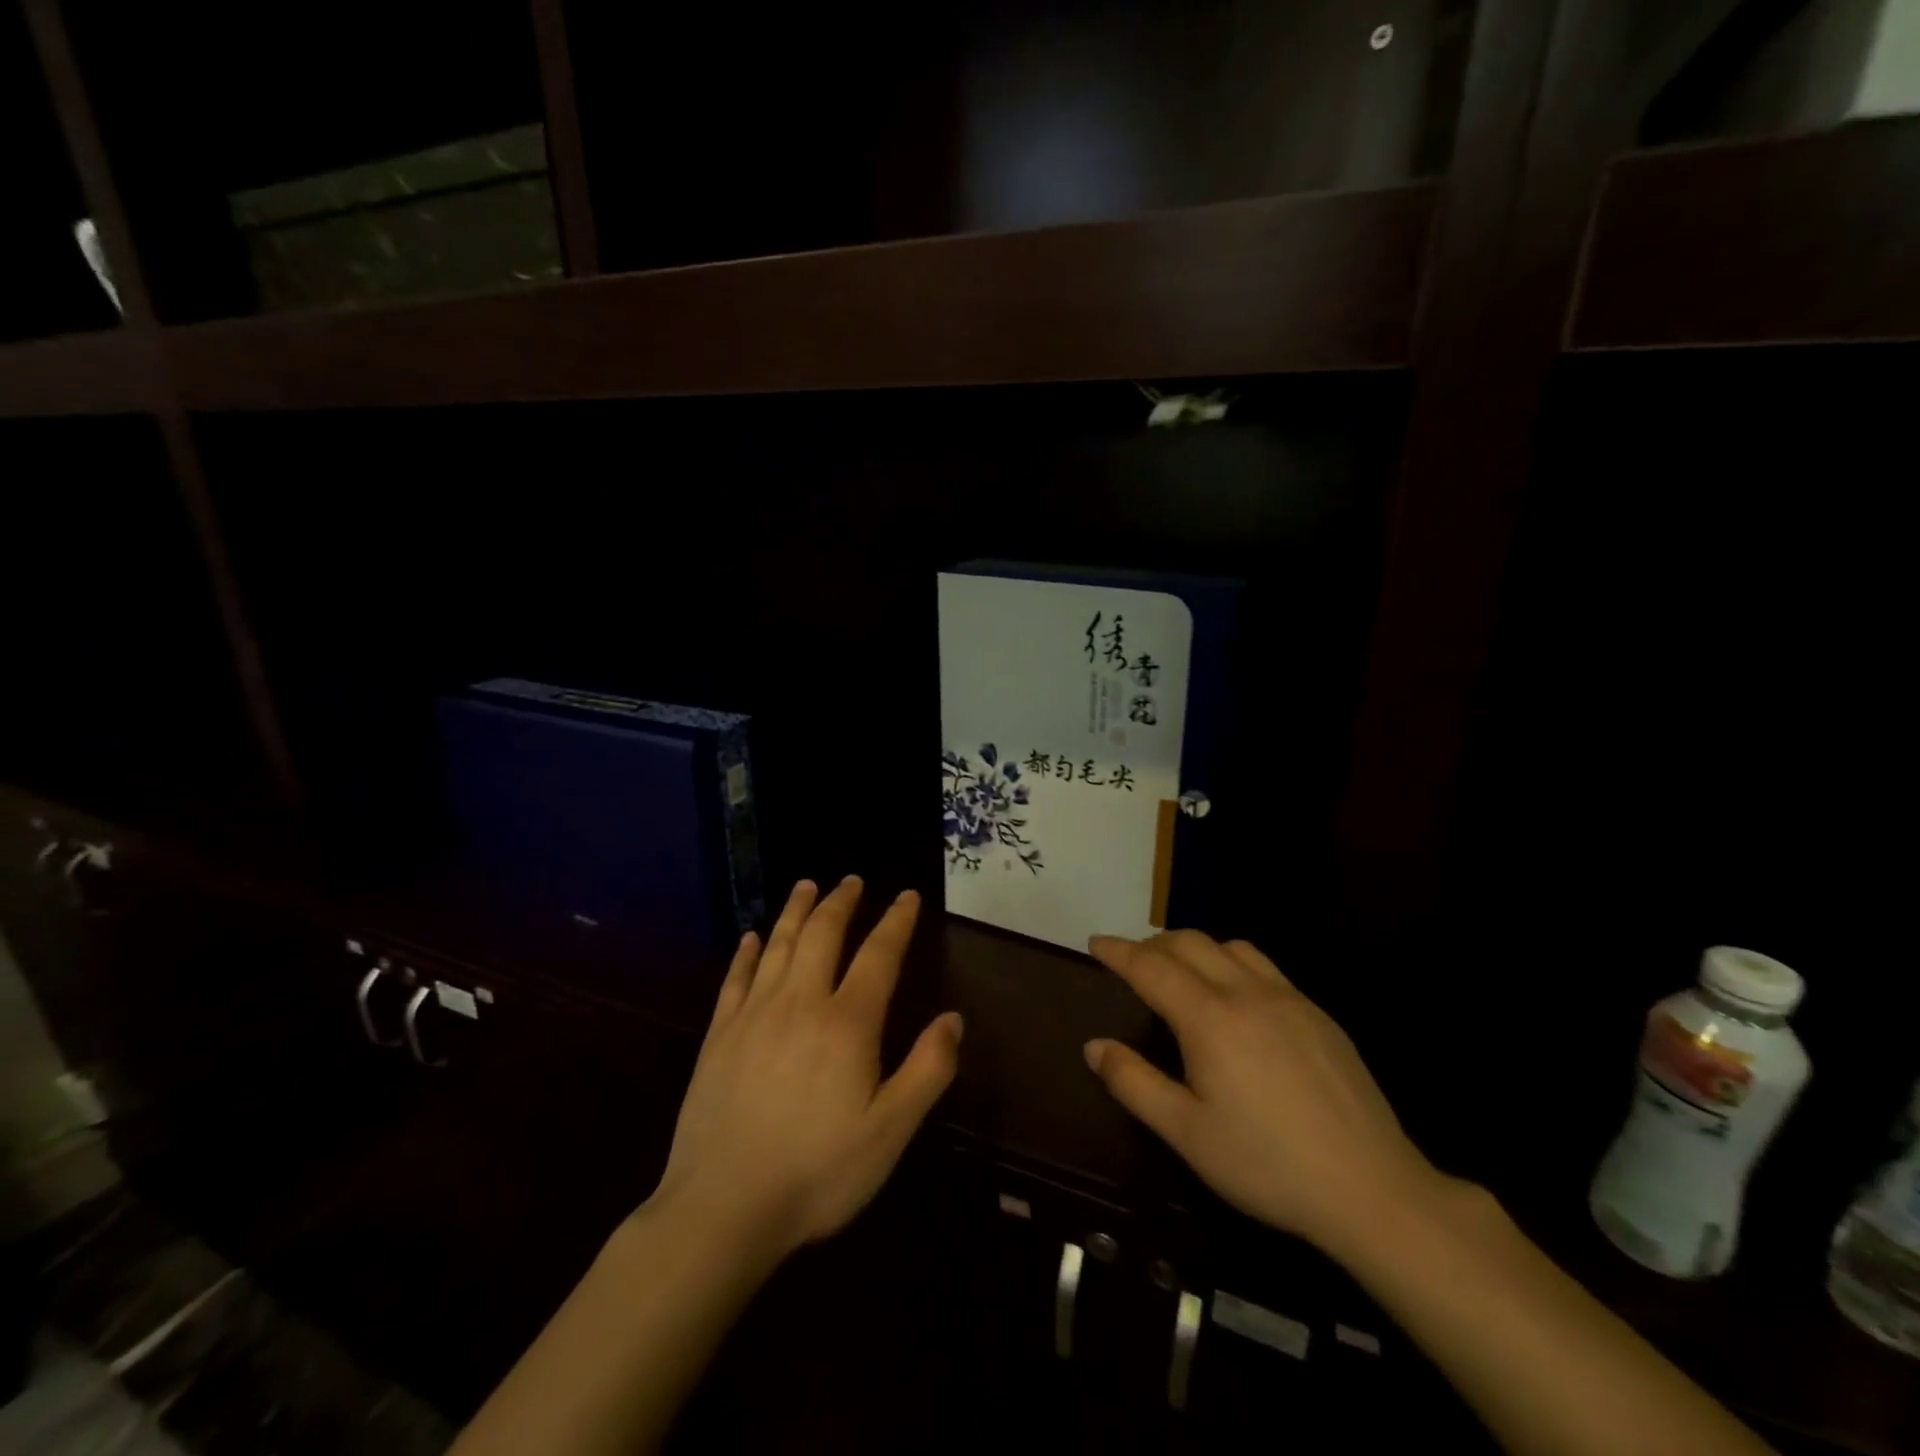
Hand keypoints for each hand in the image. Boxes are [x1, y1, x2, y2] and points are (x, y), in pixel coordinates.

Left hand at [648, 877, 962, 1259]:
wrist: (722, 1209)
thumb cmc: (817, 1173)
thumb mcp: (890, 1132)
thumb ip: (927, 1070)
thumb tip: (953, 1019)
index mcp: (847, 1023)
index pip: (879, 955)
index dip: (896, 921)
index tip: (907, 896)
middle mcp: (800, 1003)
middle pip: (823, 935)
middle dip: (841, 902)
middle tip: (852, 880)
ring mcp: (753, 1015)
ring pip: (779, 945)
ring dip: (796, 911)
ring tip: (807, 886)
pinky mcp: (719, 1035)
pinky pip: (735, 979)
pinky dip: (746, 953)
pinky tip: (750, 938)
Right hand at [1084, 930, 1441, 1258]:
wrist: (1371, 1189)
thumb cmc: (1266, 1164)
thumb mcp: (1186, 1133)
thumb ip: (1134, 1083)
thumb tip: (1094, 1046)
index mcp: (1209, 1018)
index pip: (1150, 967)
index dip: (1118, 951)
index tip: (1095, 943)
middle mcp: (1246, 993)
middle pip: (1189, 942)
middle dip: (1152, 944)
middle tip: (1131, 962)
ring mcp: (1289, 999)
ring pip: (1231, 946)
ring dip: (1195, 947)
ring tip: (1181, 973)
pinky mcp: (1318, 1014)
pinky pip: (1264, 966)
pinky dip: (1232, 962)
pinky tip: (1236, 999)